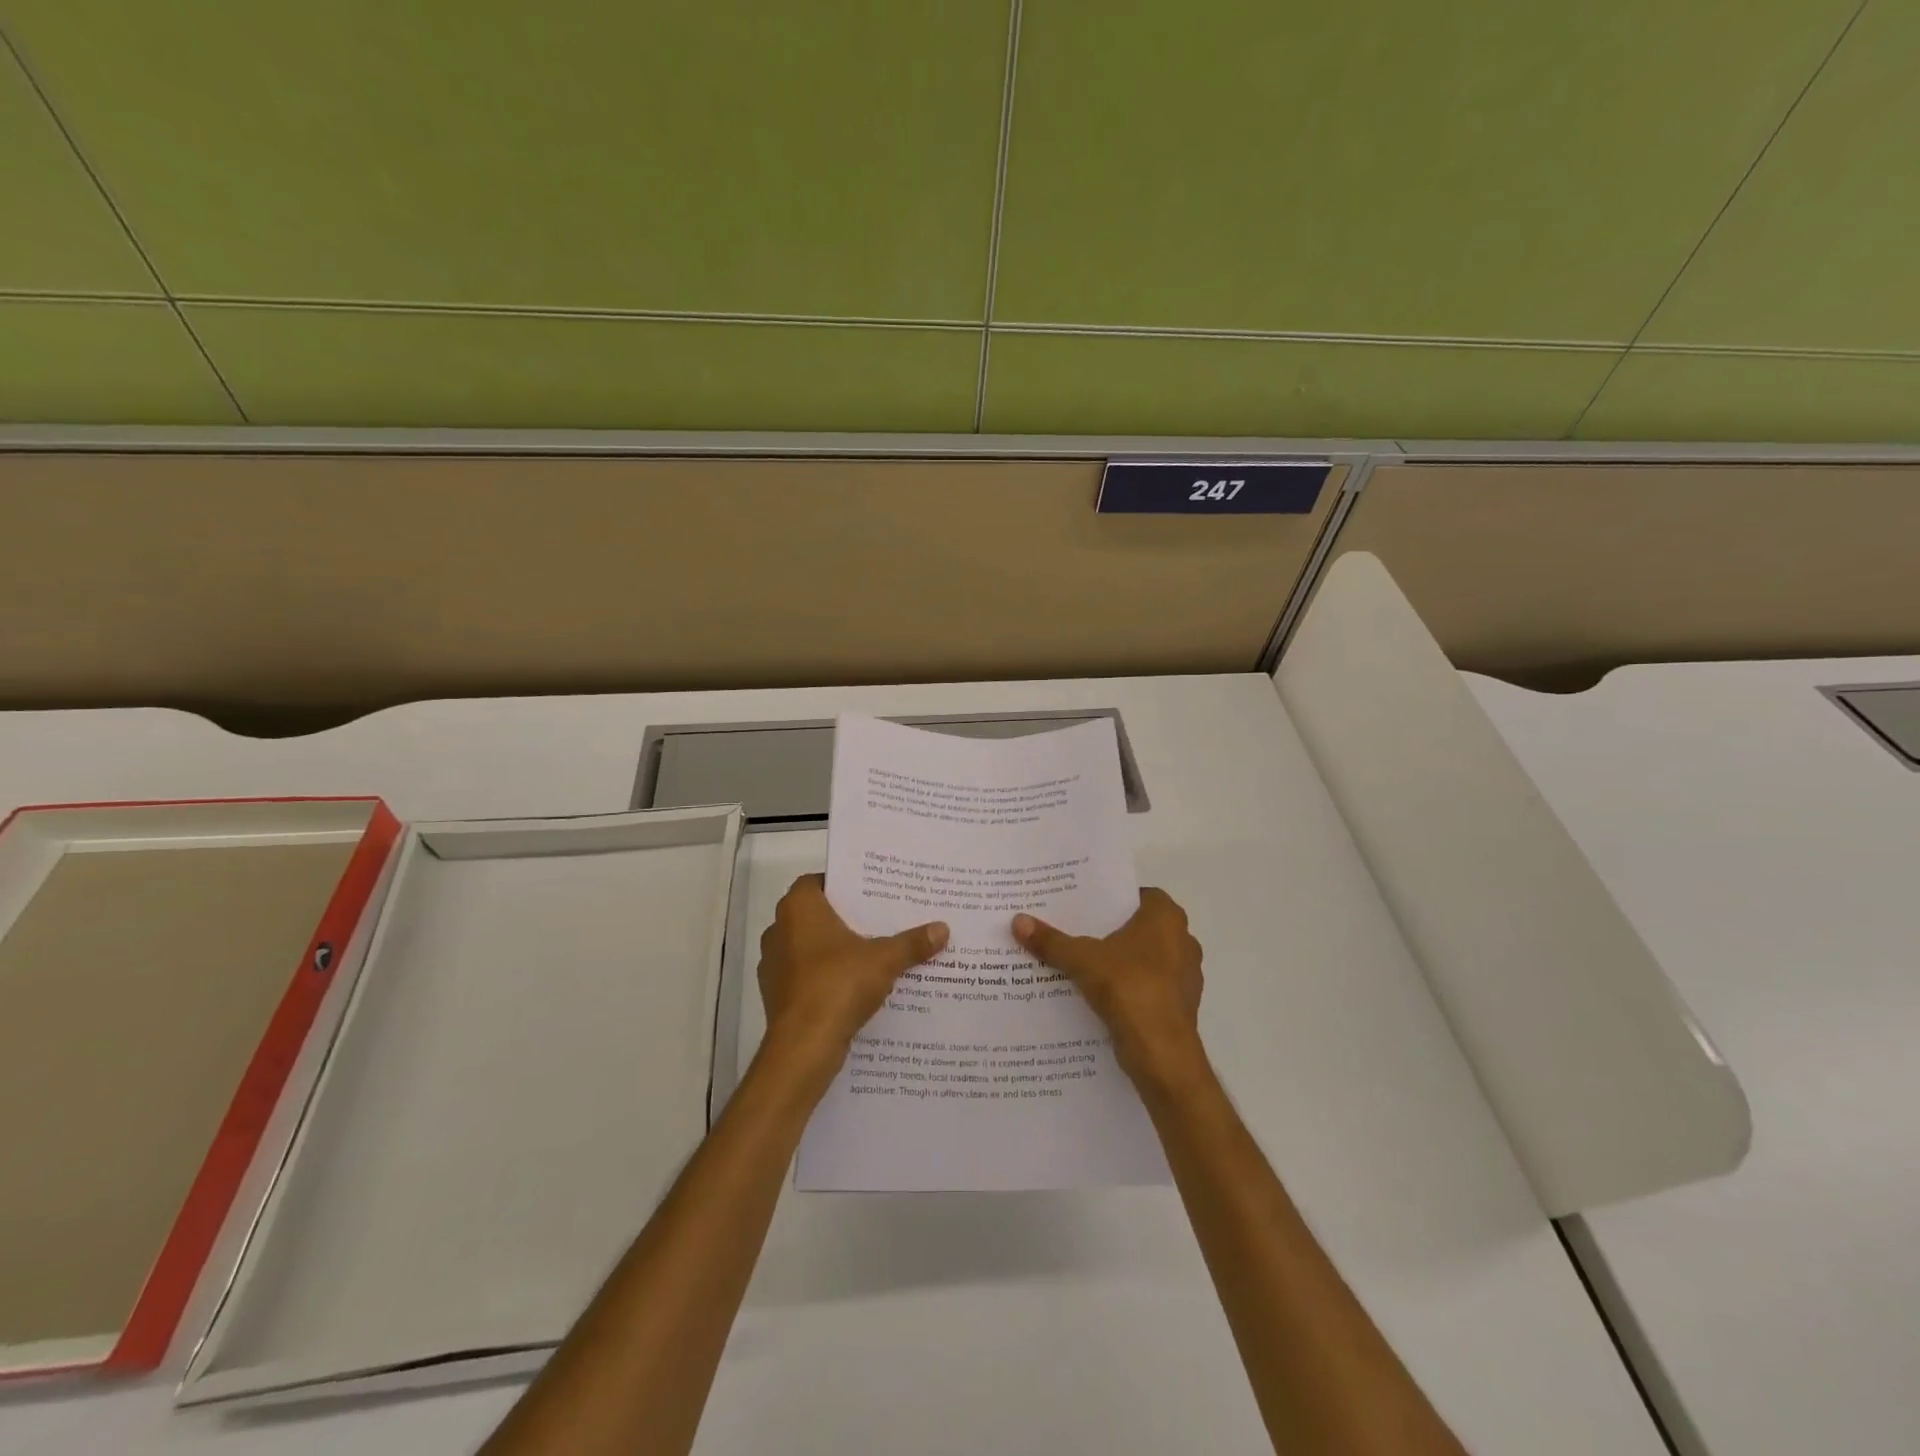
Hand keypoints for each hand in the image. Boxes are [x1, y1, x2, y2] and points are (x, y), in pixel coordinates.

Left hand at [758, 874, 947, 1069]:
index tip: (869, 892)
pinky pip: (805, 977)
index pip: (816, 881)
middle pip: (815, 915)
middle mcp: (778, 930)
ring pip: (809, 947)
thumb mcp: (884, 960)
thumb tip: (943, 929)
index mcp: (798, 908)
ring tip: (871, 953)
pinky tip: (854, 987)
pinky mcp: (776, 996)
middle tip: (879, 920)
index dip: (842, 884)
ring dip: (834, 951)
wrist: (803, 1047)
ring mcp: (774, 965)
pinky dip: (825, 978)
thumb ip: (912, 943)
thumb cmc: (837, 985)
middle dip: (844, 918)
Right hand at [1013, 888, 1203, 1086]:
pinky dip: (1130, 988)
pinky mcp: (1181, 1005)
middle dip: (1113, 931)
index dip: (1112, 899)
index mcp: (1166, 918)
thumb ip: (1051, 941)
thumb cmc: (1129, 988)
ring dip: (1122, 961)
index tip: (1085, 906)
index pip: (1138, 895)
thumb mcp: (1082, 960)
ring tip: (1084, 964)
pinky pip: (1150, 986)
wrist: (1161, 1053)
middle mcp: (1183, 940)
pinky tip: (1101, 995)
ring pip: (1147, 959)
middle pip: (1141, 927)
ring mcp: (1186, 975)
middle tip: (1077, 931)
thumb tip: (1018, 920)